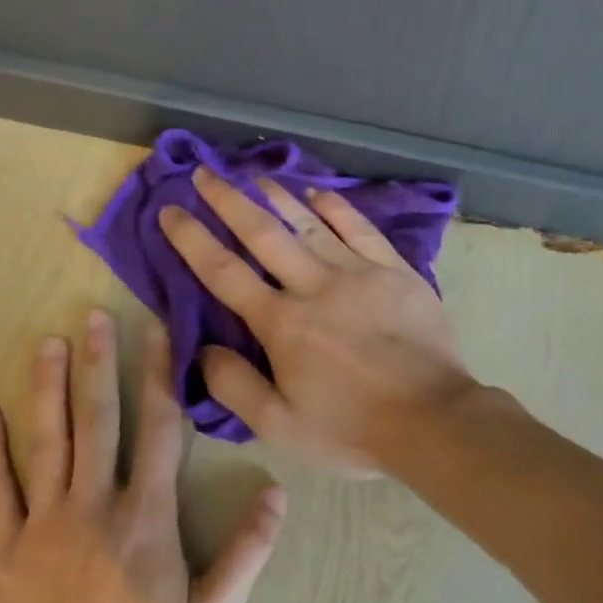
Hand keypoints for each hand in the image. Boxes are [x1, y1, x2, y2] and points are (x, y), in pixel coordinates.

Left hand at [0, 309, 284, 602]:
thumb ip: (247, 550)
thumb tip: (277, 492)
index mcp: (148, 515)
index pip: (159, 429)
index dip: (159, 375)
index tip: (156, 332)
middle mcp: (96, 505)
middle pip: (98, 420)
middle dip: (97, 364)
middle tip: (92, 316)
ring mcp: (44, 526)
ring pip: (47, 443)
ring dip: (47, 390)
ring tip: (46, 343)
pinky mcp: (3, 552)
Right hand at [156, 168, 476, 473]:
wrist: (433, 419)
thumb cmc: (353, 429)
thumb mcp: (281, 426)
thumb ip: (235, 387)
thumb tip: (204, 350)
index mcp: (283, 324)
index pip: (225, 272)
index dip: (193, 239)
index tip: (170, 210)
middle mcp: (316, 287)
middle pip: (265, 234)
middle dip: (229, 201)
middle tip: (204, 173)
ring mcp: (361, 274)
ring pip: (312, 224)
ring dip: (279, 197)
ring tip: (253, 176)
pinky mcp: (397, 272)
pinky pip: (362, 231)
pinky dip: (339, 209)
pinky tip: (320, 194)